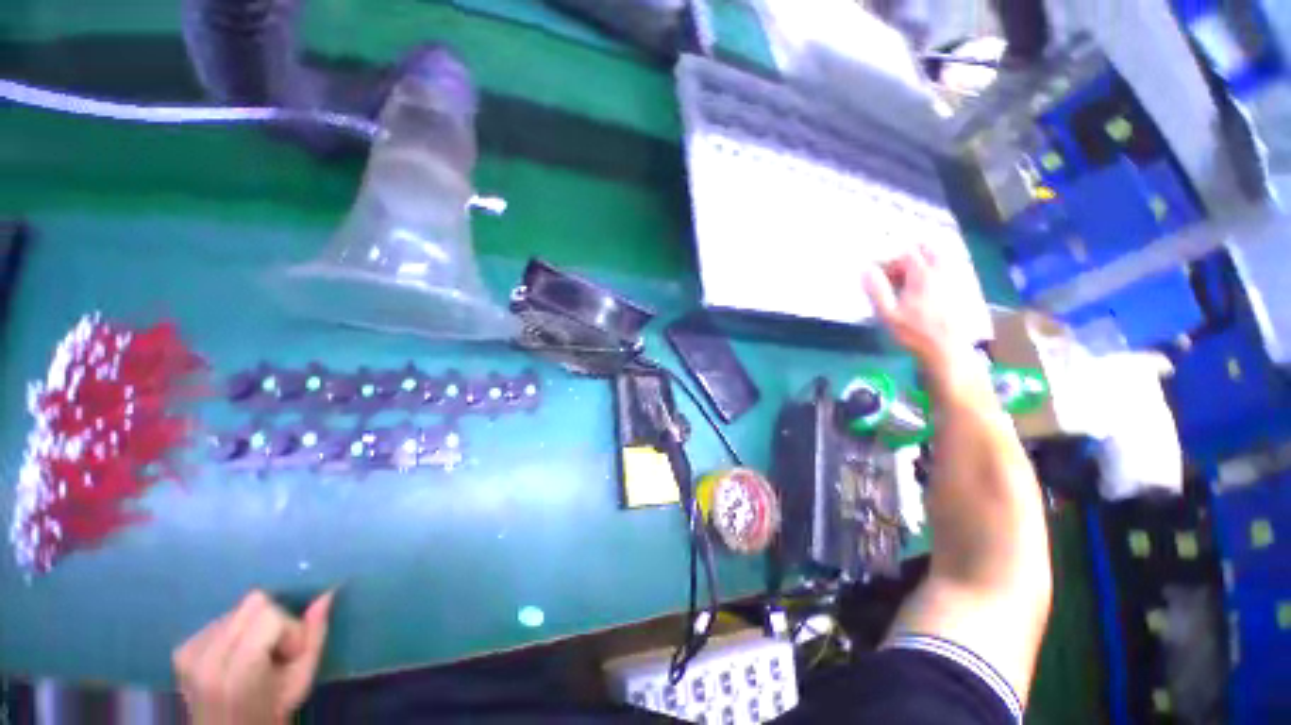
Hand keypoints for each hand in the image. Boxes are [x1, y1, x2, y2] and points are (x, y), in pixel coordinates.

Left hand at [174, 590, 333, 724]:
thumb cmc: (273, 709)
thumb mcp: (302, 680)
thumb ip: (315, 636)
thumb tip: (326, 595)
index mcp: (236, 673)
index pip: (269, 615)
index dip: (288, 629)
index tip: (289, 654)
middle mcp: (205, 660)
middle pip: (252, 603)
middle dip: (271, 620)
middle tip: (272, 652)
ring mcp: (188, 653)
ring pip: (236, 609)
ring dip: (251, 627)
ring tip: (252, 656)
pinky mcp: (181, 649)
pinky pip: (219, 619)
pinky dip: (233, 633)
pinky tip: (233, 656)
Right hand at [863, 246, 971, 369]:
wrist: (947, 349)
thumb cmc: (914, 332)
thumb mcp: (887, 314)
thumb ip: (877, 290)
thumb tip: (866, 270)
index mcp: (922, 276)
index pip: (907, 254)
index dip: (891, 259)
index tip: (879, 272)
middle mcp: (942, 272)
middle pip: (928, 250)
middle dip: (911, 256)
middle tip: (896, 271)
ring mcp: (956, 279)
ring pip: (942, 258)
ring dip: (925, 262)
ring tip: (911, 278)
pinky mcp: (964, 289)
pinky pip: (952, 269)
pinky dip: (938, 271)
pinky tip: (929, 287)